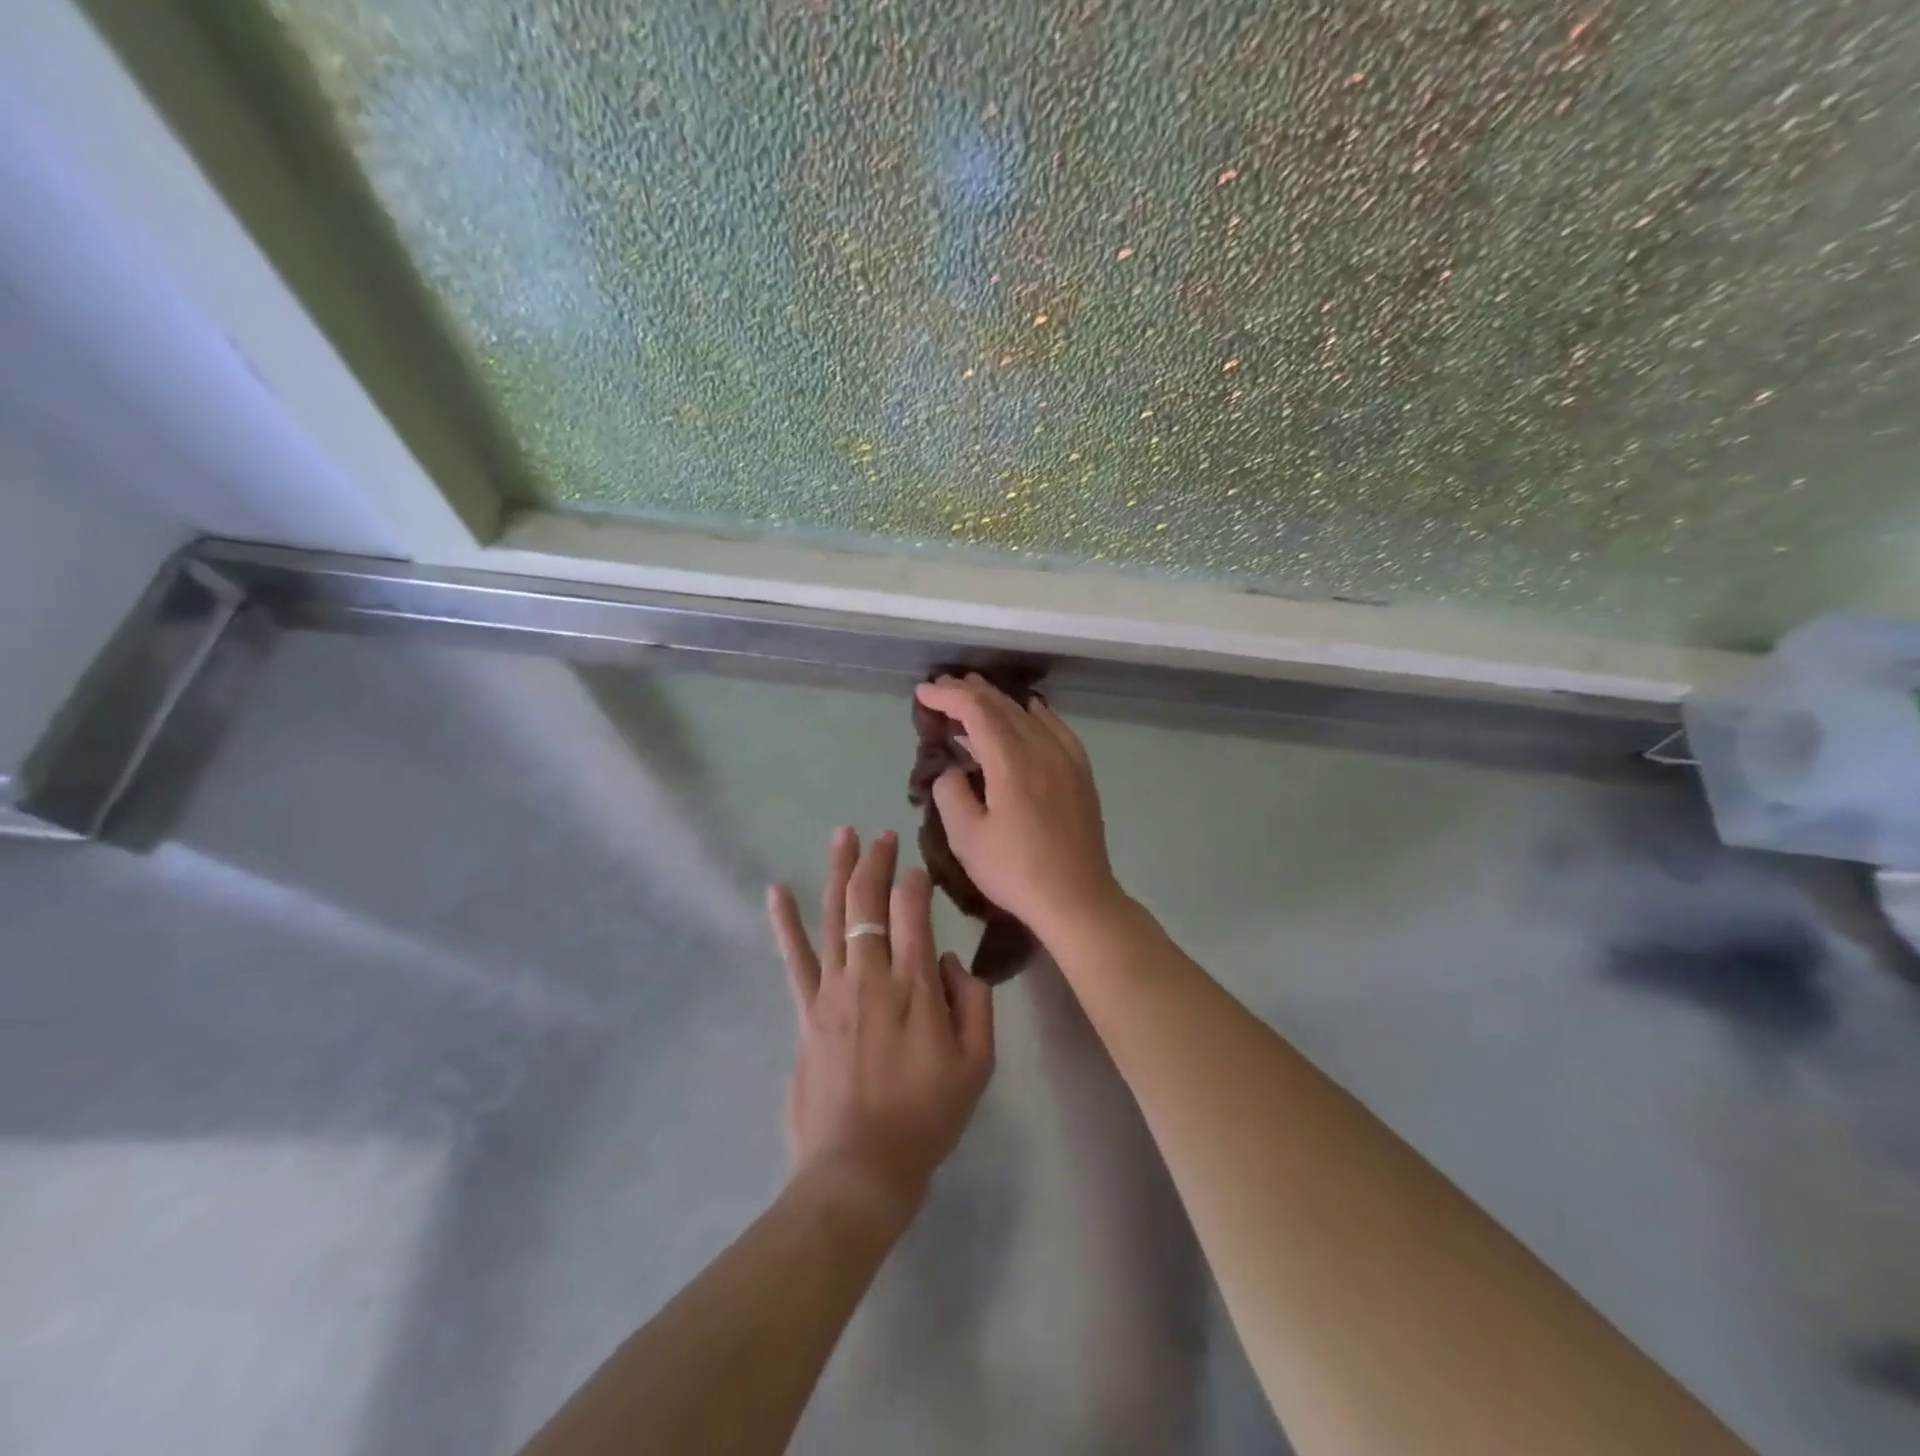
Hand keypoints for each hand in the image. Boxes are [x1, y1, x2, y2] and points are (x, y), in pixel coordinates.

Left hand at [767, 827, 995, 1223]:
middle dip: (877, 861)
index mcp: (916, 985)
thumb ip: (974, 1002)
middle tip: (883, 834)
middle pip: (869, 901)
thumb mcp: (978, 1064)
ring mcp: (832, 989)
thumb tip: (949, 960)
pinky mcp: (806, 1010)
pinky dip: (785, 922)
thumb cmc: (927, 1116)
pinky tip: (777, 891)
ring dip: (838, 871)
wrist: (861, 1166)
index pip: (913, 910)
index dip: (916, 880)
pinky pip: (795, 958)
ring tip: (842, 835)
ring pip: (834, 915)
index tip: (920, 869)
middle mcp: (871, 974)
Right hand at [913, 674, 1124, 940]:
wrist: (1077, 898)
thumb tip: (950, 768)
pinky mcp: (1080, 772)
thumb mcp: (967, 837)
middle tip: (942, 688)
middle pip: (1003, 705)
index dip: (947, 696)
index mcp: (1011, 760)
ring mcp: (1066, 758)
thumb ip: (950, 792)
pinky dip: (1034, 714)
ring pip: (1028, 713)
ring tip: (974, 694)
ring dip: (998, 701)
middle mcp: (1041, 748)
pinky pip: (1055, 728)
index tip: (923, 693)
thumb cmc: (1016, 871)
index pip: (976, 710)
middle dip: (969, 692)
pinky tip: (1029, 712)